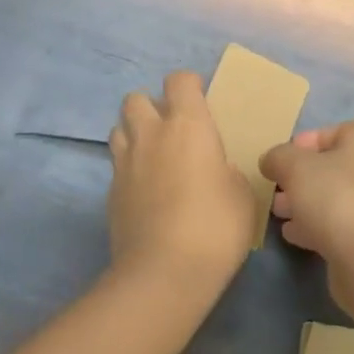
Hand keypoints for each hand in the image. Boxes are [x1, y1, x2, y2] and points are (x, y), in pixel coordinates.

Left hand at [107, 70, 252, 298]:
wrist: (164, 273)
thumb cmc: (215, 227)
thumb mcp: (242, 195)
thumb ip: (228, 171)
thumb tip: (217, 170)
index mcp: (188, 125)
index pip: (179, 80)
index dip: (189, 85)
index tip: (200, 100)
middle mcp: (152, 134)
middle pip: (136, 98)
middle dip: (151, 105)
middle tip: (171, 128)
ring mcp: (125, 162)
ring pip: (119, 128)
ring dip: (134, 133)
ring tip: (153, 155)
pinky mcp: (110, 191)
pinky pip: (116, 164)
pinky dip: (128, 167)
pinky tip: (145, 189)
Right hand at [260, 122, 353, 312]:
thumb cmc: (334, 197)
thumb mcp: (295, 166)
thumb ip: (278, 157)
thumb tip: (270, 161)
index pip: (334, 132)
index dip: (305, 141)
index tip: (281, 158)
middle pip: (330, 168)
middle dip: (299, 177)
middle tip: (275, 187)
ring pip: (330, 198)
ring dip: (303, 203)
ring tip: (277, 212)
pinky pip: (334, 226)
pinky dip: (312, 227)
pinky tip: (291, 234)